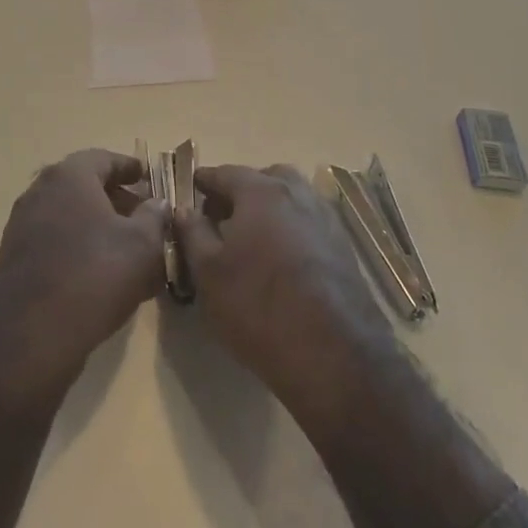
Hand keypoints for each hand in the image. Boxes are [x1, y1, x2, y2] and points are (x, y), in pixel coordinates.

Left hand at [0, 149, 165, 393]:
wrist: (32, 335)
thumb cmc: (96, 275)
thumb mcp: (143, 245)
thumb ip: (154, 216)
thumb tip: (156, 202)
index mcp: (69, 176)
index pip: (103, 158)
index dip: (129, 167)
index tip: (146, 177)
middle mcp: (40, 191)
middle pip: (83, 184)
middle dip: (114, 197)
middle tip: (142, 214)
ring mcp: (22, 224)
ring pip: (68, 213)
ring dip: (96, 223)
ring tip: (125, 246)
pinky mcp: (14, 258)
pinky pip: (54, 239)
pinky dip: (77, 244)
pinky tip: (98, 271)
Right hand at [177, 164, 395, 420]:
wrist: (333, 354)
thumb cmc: (258, 306)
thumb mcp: (208, 272)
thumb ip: (192, 233)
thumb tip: (183, 209)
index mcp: (261, 191)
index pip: (226, 173)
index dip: (205, 181)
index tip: (192, 189)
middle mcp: (297, 194)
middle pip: (266, 179)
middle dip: (242, 190)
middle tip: (223, 216)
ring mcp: (326, 219)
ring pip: (292, 199)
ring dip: (270, 209)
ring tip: (251, 239)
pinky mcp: (344, 248)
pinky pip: (309, 224)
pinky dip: (291, 229)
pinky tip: (280, 260)